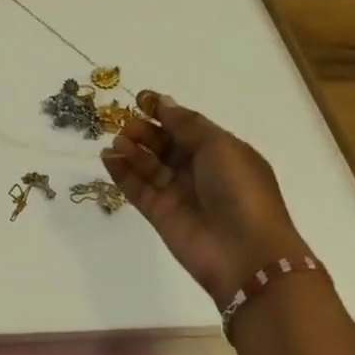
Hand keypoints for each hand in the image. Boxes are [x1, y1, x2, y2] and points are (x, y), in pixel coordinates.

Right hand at [101, 91, 304, 308]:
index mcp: (219, 152)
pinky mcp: (160, 214)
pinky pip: (137, 188)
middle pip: (163, 144)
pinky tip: (108, 158)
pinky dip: (121, 172)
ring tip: (118, 143)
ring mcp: (178, 193)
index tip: (140, 99)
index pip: (186, 126)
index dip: (164, 112)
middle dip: (144, 131)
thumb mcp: (218, 146)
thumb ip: (186, 124)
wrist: (247, 255)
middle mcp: (198, 171)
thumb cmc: (240, 190)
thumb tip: (163, 102)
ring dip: (131, 150)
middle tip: (128, 127)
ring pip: (148, 165)